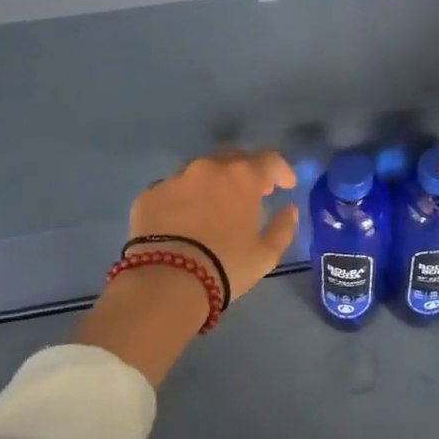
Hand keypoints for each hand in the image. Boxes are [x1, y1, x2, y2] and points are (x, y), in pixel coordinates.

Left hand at [78, 150, 298, 387]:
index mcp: (242, 177)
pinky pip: (173, 189)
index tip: (286, 186)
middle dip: (247, 171)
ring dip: (213, 182)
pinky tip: (183, 220)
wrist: (166, 282)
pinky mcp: (149, 194)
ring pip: (200, 171)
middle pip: (234, 157)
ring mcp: (175, 178)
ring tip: (214, 206)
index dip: (282, 171)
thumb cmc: (225, 266)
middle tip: (252, 192)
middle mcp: (208, 168)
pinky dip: (184, 199)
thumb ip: (283, 228)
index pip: (270, 160)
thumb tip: (289, 210)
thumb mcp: (265, 255)